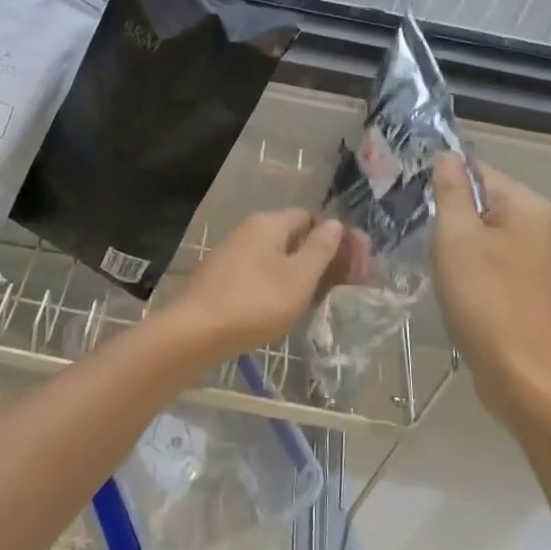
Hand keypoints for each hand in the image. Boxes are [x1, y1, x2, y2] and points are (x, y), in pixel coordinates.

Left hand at [160, 209, 349, 363]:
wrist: (194, 332)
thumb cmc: (255, 302)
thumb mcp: (298, 278)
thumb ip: (320, 249)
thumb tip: (335, 223)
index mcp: (269, 223)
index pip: (310, 217)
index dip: (336, 237)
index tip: (356, 263)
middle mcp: (250, 230)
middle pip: (294, 236)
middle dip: (322, 256)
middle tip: (346, 284)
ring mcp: (233, 254)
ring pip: (278, 257)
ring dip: (302, 273)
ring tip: (321, 299)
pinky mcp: (223, 278)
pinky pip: (261, 273)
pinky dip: (280, 284)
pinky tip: (287, 307)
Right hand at [431, 155, 550, 426]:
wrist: (523, 379)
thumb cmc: (485, 300)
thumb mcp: (456, 238)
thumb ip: (450, 191)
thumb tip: (447, 155)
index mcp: (529, 206)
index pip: (478, 172)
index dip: (443, 185)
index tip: (414, 205)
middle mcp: (542, 227)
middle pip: (483, 204)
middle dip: (450, 219)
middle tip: (424, 240)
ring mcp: (541, 261)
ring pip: (486, 236)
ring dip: (459, 247)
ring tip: (438, 268)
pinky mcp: (533, 290)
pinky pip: (495, 263)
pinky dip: (473, 270)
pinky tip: (458, 291)